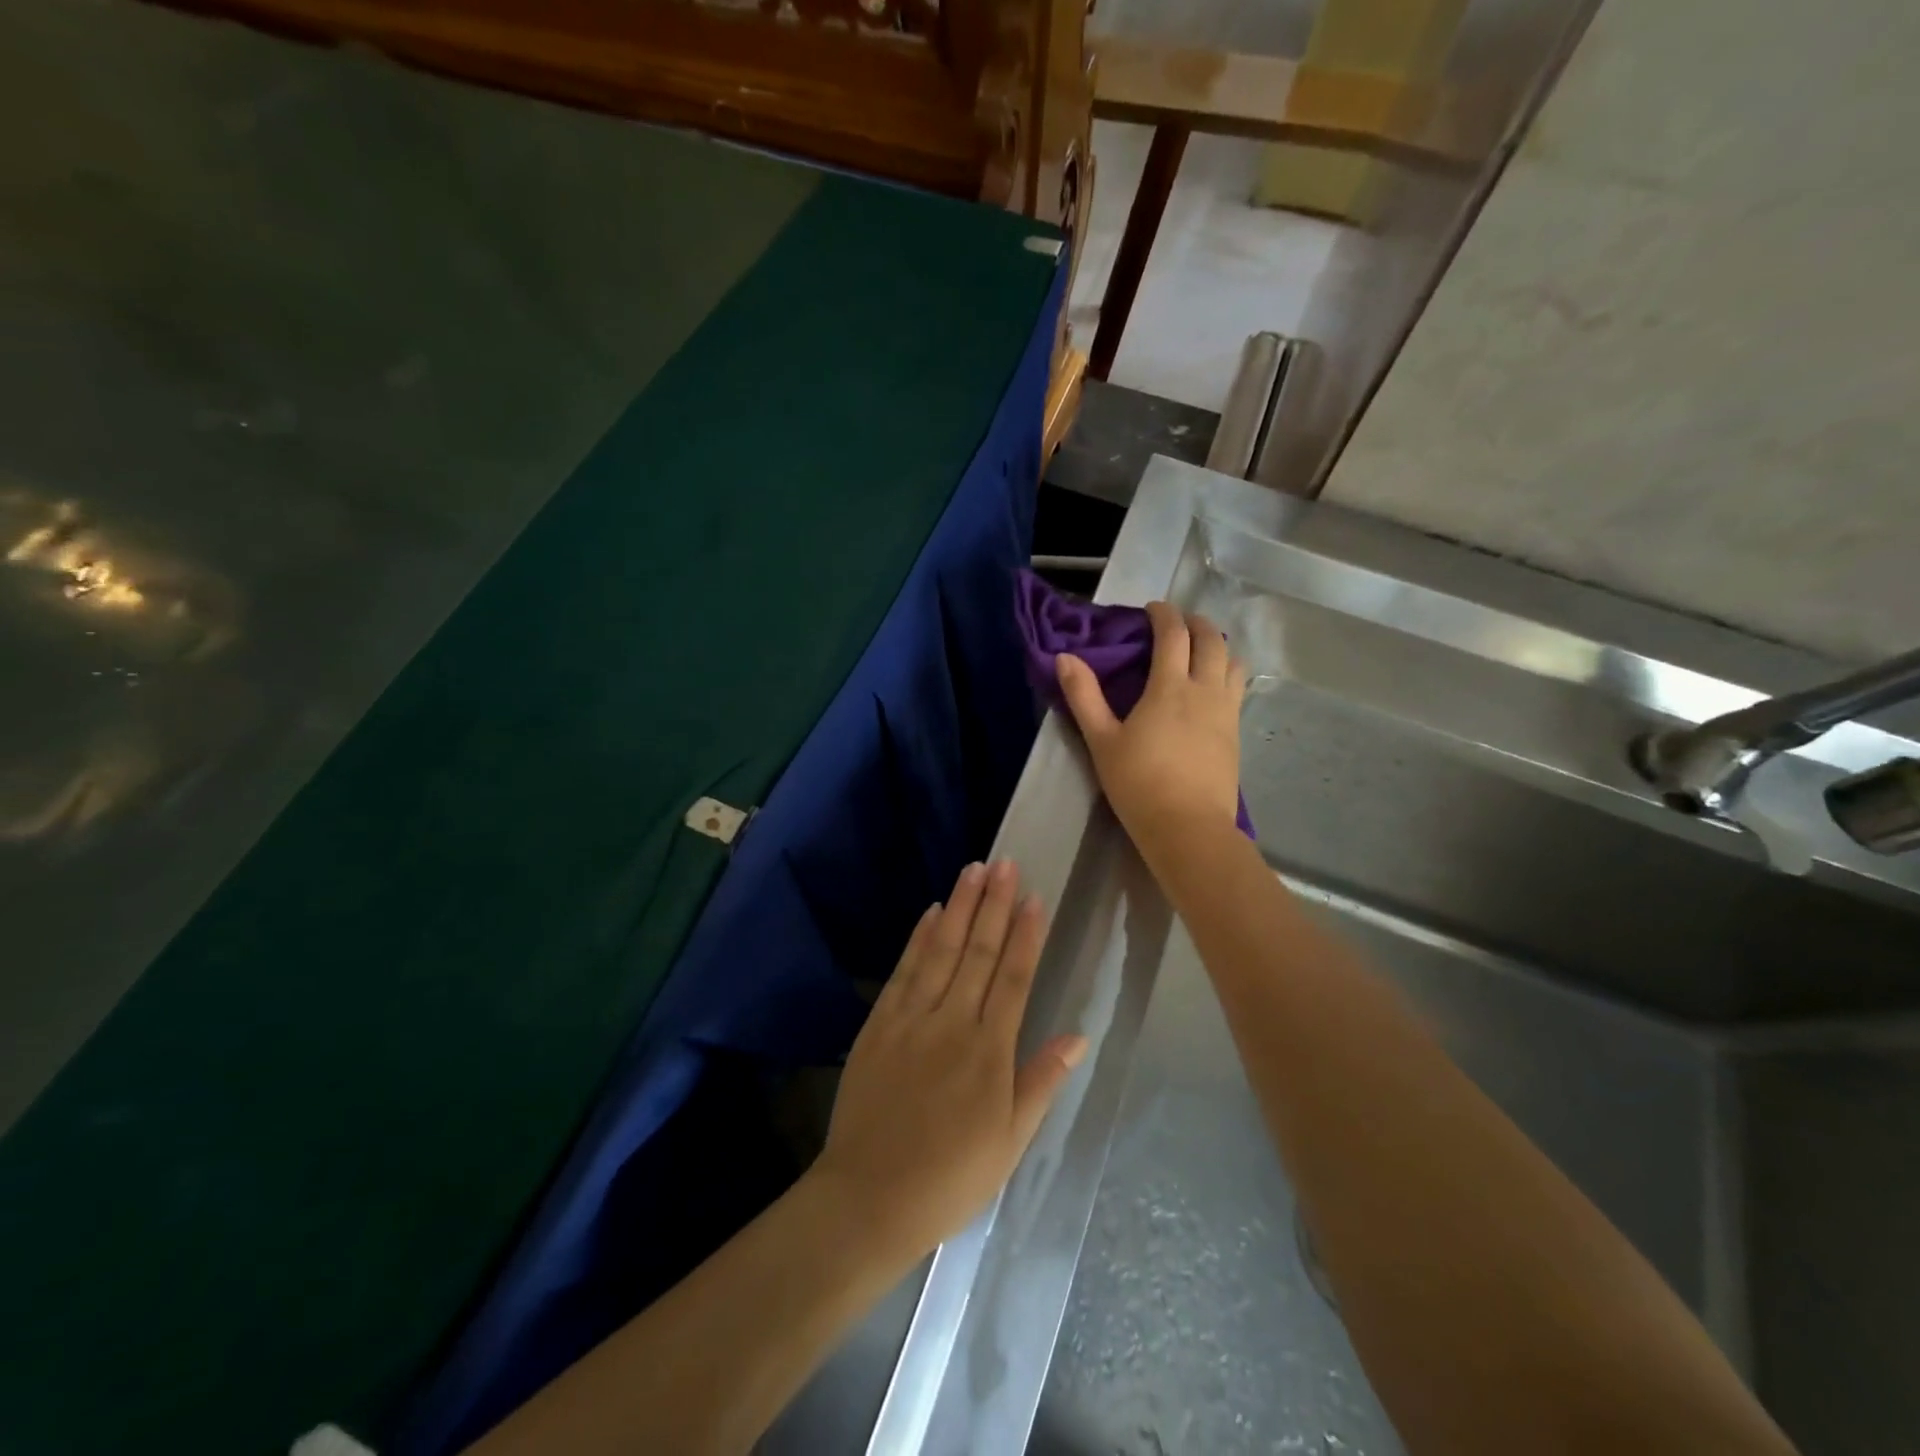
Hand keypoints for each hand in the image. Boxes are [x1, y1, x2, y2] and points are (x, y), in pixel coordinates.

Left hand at [811, 861, 1086, 1258]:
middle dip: (994, 905)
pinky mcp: (879, 1024)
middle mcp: (953, 1023)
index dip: (1025, 935)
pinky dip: (919, 939)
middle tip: (1005, 863)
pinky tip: (932, 913)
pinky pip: (904, 972)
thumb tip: (1078, 1035)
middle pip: (979, 953)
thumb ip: (1041, 1082)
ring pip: (942, 951)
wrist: (869, 1197)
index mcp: (989, 1051)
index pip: (1013, 978)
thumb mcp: (1010, 1141)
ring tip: (974, 870)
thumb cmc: (951, 1177)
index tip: (1034, 898)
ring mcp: (912, 1019)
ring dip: (959, 908)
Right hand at [1056, 601, 1245, 853]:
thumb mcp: (1101, 741)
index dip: (1164, 614)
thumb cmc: (1139, 783)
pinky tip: (1211, 690)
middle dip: (1196, 623)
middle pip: (1212, 640)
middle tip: (1178, 624)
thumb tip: (1065, 657)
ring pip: (1233, 663)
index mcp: (1170, 687)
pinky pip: (1237, 690)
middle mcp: (1205, 690)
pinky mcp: (1236, 734)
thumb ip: (1083, 696)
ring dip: (1218, 647)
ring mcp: (1226, 712)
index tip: (1152, 609)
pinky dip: (1226, 674)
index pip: (1174, 634)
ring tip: (1200, 652)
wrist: (1188, 828)